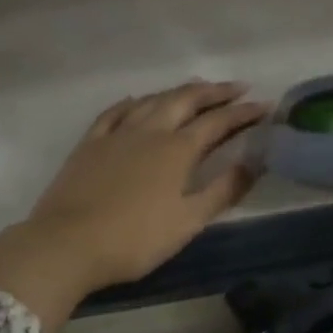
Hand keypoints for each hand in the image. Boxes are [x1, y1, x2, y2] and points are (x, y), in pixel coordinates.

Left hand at [0, 81, 266, 330]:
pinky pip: (114, 112)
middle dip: (214, 92)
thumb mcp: (187, 221)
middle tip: (236, 88)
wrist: (67, 244)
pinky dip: (133, 103)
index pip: (218, 123)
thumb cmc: (135, 239)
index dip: (243, 114)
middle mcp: (149, 131)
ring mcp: (116, 134)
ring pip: (152, 101)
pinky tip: (138, 101)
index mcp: (177, 150)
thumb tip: (254, 163)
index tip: (265, 106)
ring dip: (178, 91)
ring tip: (195, 89)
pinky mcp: (89, 144)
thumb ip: (223, 190)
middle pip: (185, 100)